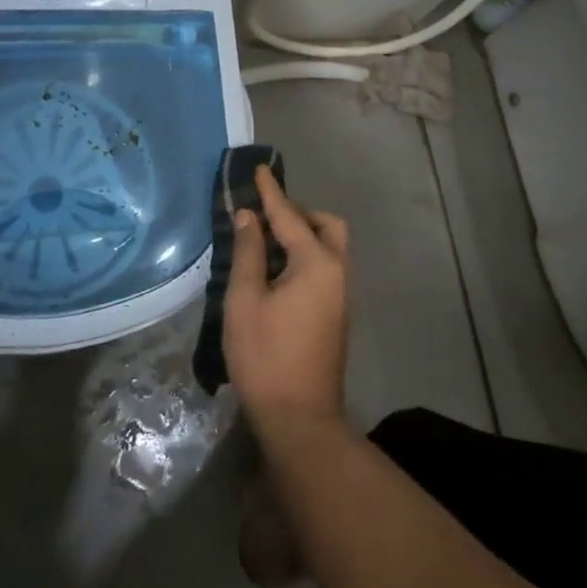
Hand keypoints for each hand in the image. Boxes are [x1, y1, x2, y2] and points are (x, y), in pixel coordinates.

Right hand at [223, 166, 350, 429]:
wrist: (300, 419)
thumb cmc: (266, 356)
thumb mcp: (245, 301)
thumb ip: (249, 253)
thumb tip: (248, 217)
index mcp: (316, 263)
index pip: (289, 216)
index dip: (270, 192)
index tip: (258, 169)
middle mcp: (337, 271)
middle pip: (326, 226)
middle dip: (298, 213)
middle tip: (265, 216)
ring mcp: (341, 294)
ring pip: (329, 247)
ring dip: (303, 234)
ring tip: (266, 240)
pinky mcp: (337, 313)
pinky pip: (325, 267)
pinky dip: (306, 255)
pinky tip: (278, 269)